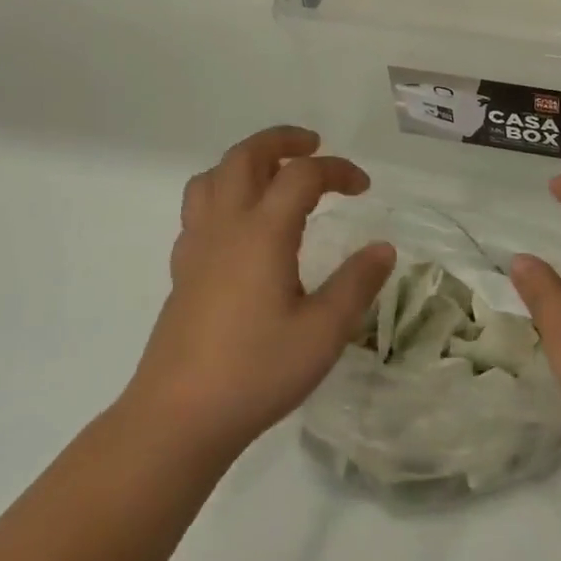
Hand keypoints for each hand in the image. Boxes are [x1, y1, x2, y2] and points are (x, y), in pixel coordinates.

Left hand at [120, 126, 394, 460]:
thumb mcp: (324, 332)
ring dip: (246, 162)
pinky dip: (224, 193)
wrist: (176, 420)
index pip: (302, 174)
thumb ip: (357, 284)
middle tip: (313, 146)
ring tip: (274, 175)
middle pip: (245, 157)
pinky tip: (242, 225)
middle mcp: (226, 227)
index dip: (337, 170)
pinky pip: (198, 208)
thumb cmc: (255, 372)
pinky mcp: (182, 271)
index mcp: (262, 232)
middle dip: (281, 140)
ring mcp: (196, 247)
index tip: (363, 188)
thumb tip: (383, 248)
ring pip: (212, 177)